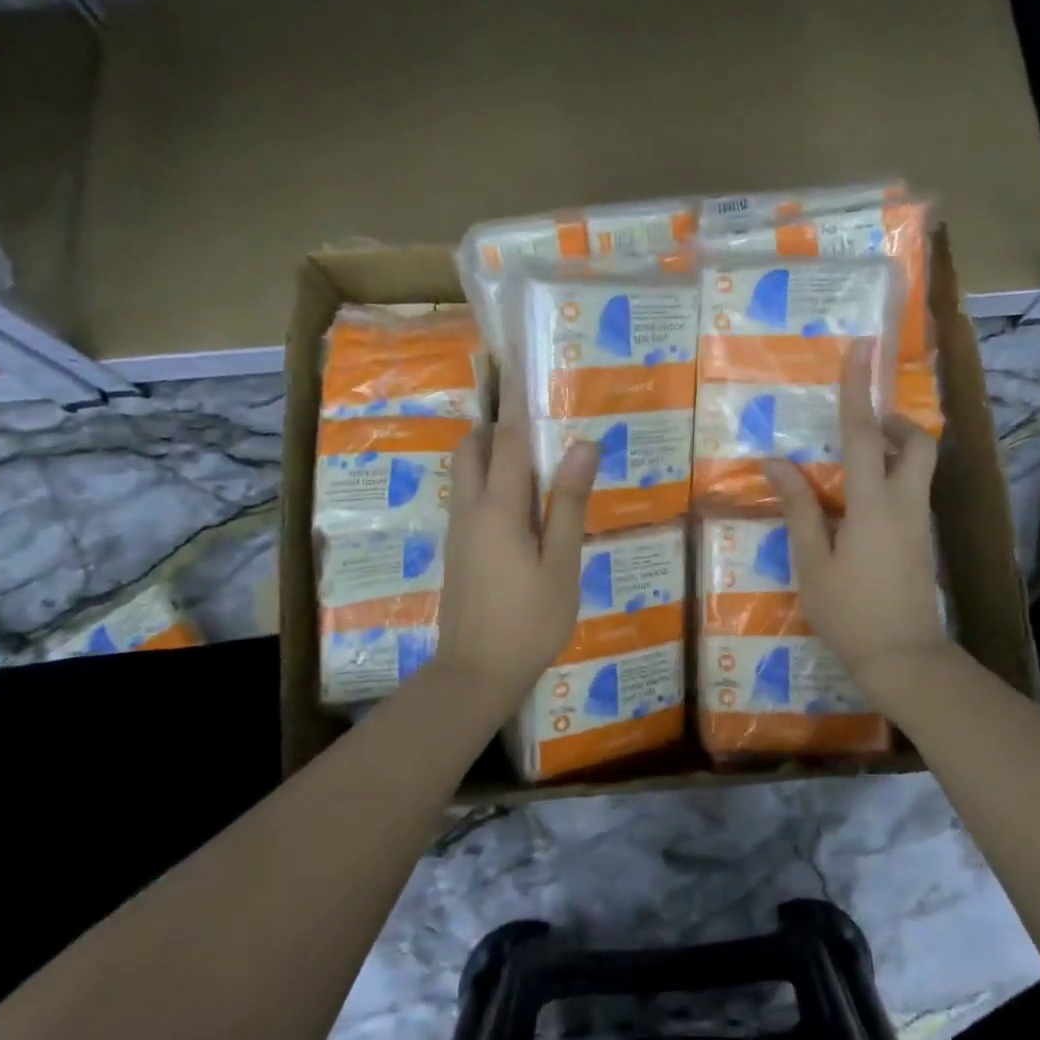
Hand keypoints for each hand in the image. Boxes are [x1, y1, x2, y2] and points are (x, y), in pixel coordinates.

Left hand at [433, 375, 598, 711]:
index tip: (518, 366)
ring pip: (464, 473)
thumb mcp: (561, 565)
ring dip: (489, 453)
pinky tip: (519, 506)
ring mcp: (458, 531)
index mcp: (499, 508)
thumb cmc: (529, 621)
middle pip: (472, 449)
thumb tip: (582, 446)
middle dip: (495, 425)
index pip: (508, 440)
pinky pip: (467, 498)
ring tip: (531, 459)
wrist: (475, 673)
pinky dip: (487, 481)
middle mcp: (470, 510)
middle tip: (532, 420)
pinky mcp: (457, 551)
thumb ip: (568, 504)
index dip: (516, 402)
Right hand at [762, 340, 952, 701]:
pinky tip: (857, 511)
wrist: (904, 658)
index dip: (858, 389)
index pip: (864, 434)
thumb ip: (798, 508)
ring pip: (918, 468)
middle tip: (863, 429)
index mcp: (873, 504)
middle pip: (917, 444)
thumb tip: (775, 463)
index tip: (862, 348)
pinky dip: (891, 481)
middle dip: (895, 423)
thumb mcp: (812, 562)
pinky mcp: (922, 542)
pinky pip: (911, 494)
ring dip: (893, 452)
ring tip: (851, 470)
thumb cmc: (850, 612)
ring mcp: (919, 524)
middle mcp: (905, 503)